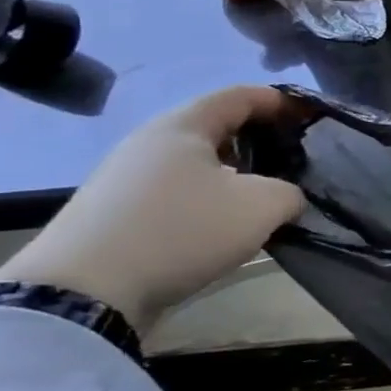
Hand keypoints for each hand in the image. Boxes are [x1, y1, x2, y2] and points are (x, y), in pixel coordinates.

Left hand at [0, 86, 306, 332]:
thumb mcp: (260, 207)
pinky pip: (173, 193)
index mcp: (182, 125)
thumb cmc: (181, 230)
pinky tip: (218, 226)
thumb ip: (289, 193)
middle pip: (213, 129)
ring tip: (259, 197)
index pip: (239, 96)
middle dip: (255, 139)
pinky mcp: (112, 214)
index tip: (307, 115)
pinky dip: (203, 200)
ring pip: (192, 164)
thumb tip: (286, 197)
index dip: (278, 101)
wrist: (82, 293)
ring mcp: (124, 179)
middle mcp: (149, 142)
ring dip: (230, 174)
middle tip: (288, 158)